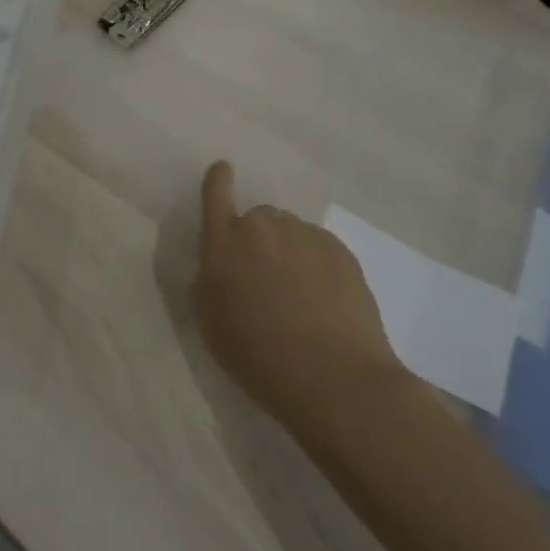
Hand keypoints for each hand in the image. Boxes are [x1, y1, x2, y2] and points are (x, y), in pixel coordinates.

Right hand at [195, 162, 407, 434]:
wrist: (335, 379)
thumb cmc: (260, 358)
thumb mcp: (212, 324)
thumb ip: (210, 282)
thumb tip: (221, 264)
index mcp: (223, 244)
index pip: (215, 193)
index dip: (219, 180)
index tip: (224, 171)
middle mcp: (261, 227)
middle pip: (258, 219)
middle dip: (260, 241)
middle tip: (268, 282)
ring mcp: (304, 234)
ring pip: (291, 233)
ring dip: (290, 253)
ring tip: (302, 298)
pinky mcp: (339, 249)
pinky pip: (320, 248)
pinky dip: (318, 266)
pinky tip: (326, 303)